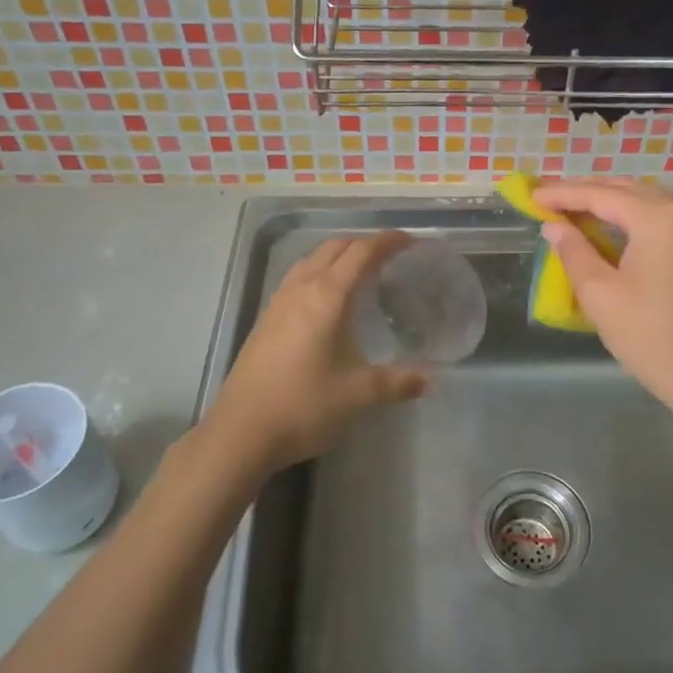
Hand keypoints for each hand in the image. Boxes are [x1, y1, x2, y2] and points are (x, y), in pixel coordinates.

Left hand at [204, 232, 429, 473]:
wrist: (241, 432)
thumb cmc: (304, 405)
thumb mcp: (359, 394)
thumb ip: (398, 382)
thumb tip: (431, 381)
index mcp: (328, 296)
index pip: (361, 252)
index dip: (387, 241)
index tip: (410, 241)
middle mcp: (301, 289)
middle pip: (334, 248)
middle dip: (363, 244)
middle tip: (390, 257)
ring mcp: (279, 302)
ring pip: (311, 260)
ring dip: (338, 256)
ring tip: (360, 273)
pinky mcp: (265, 319)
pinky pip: (297, 278)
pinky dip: (319, 273)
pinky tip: (327, 301)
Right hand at [533, 181, 672, 427]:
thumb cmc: (654, 339)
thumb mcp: (601, 296)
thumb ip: (574, 252)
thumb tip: (553, 227)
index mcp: (659, 219)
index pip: (601, 195)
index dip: (563, 194)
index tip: (532, 195)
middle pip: (628, 191)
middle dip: (587, 193)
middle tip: (549, 199)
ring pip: (649, 203)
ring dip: (611, 204)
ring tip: (575, 211)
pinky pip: (666, 221)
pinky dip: (635, 219)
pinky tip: (614, 230)